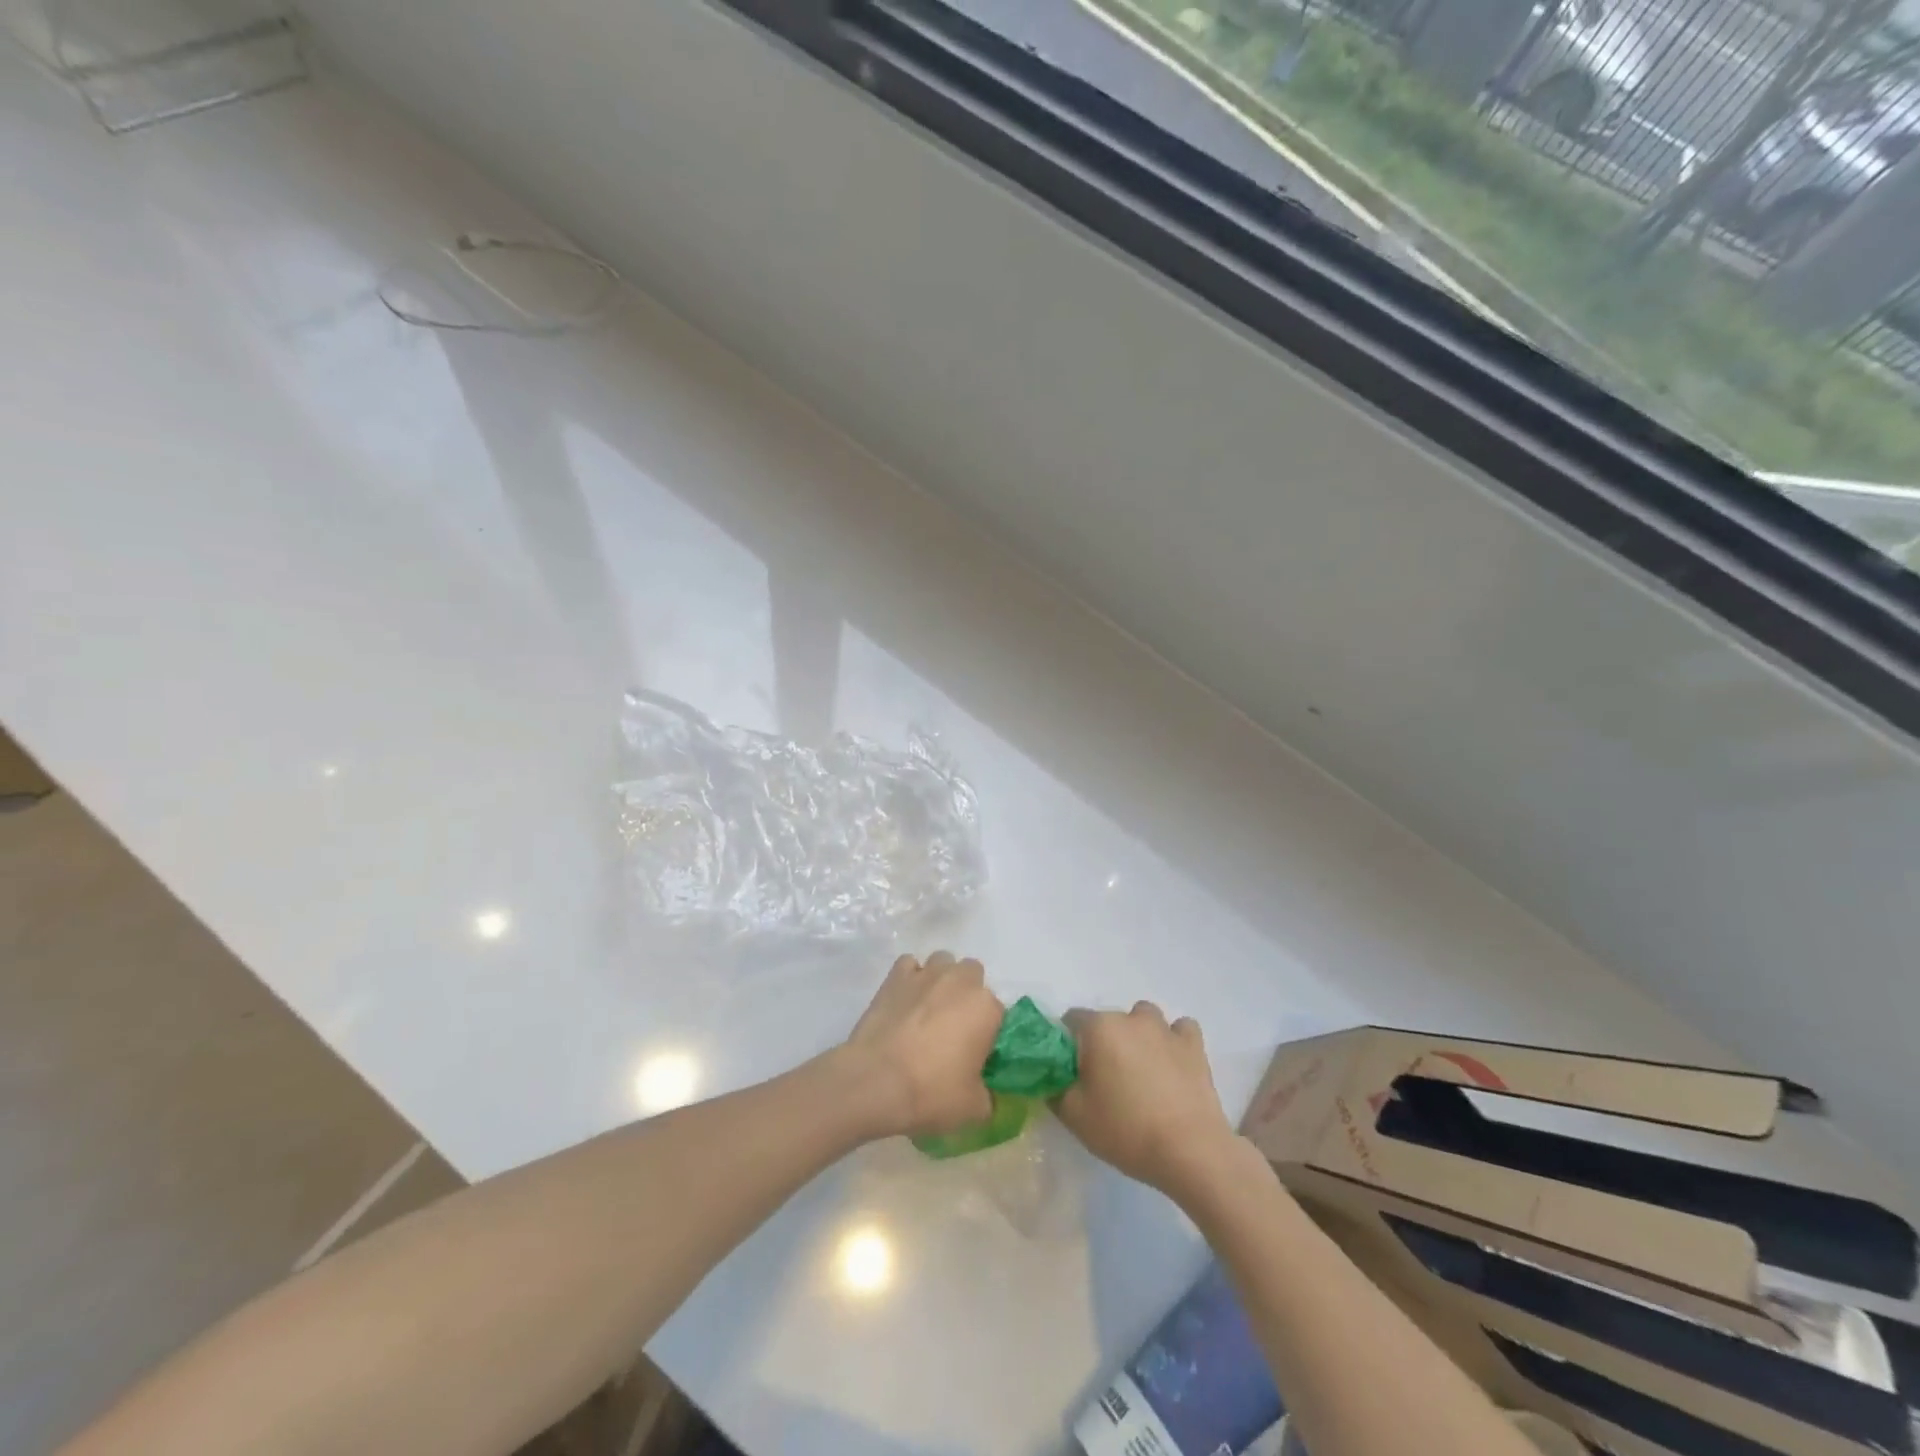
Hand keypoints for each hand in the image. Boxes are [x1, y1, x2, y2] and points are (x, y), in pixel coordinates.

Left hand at [841, 952, 1003, 1139]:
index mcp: (986, 1008)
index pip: (998, 1013)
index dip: (987, 1032)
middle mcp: (960, 981)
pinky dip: (910, 977)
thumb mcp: (973, 1108)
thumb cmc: (931, 1092)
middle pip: (973, 975)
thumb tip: (985, 1093)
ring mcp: (926, 973)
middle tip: (954, 1027)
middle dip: (967, 994)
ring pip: (943, 962)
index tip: (975, 1053)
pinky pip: (910, 965)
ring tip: (928, 1009)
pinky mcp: (895, 976)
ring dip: (941, 979)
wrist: (875, 1081)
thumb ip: (988, 1095)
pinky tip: (904, 1000)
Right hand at [1055, 1003, 1240, 1201]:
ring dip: (1138, 1036)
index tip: (1071, 1072)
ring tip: (1140, 1070)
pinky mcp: (1194, 1045)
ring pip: (1143, 1019)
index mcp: (1099, 1028)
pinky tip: (1172, 1063)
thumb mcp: (1074, 1116)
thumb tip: (1051, 1075)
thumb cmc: (1126, 1131)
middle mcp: (1131, 1018)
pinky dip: (1174, 1041)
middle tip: (1105, 1080)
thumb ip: (1053, 1088)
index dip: (1067, 1044)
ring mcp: (1166, 1029)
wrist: (1191, 1152)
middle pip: (1107, 1021)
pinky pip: (1179, 1030)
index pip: (1070, 1020)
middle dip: (1101, 1043)